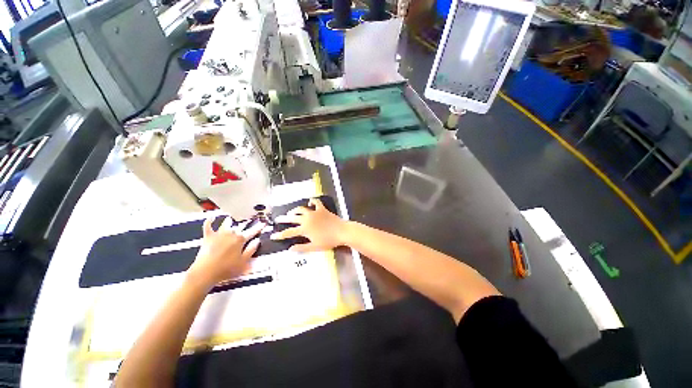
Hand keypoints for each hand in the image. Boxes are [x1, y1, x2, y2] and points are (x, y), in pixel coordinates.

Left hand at [187, 217, 263, 288]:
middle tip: (249, 221)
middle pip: (240, 227)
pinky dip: (210, 221)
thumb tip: (257, 240)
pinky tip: (212, 217)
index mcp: (240, 239)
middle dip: (245, 224)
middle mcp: (231, 234)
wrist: (204, 272)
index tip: (263, 223)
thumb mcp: (243, 262)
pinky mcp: (208, 237)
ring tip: (231, 219)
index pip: (252, 231)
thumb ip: (251, 250)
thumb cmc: (226, 269)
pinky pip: (208, 226)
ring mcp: (219, 234)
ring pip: (226, 224)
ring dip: (230, 221)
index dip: (259, 227)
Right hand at [270, 198, 348, 251]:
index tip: (272, 235)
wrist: (341, 231)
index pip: (289, 232)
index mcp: (304, 229)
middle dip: (284, 219)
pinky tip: (309, 202)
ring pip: (301, 209)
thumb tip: (290, 249)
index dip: (280, 234)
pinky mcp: (322, 209)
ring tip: (291, 212)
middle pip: (292, 218)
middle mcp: (307, 219)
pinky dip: (312, 201)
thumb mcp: (314, 247)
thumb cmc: (328, 241)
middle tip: (278, 219)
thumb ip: (302, 248)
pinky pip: (315, 202)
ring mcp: (314, 212)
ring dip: (295, 210)